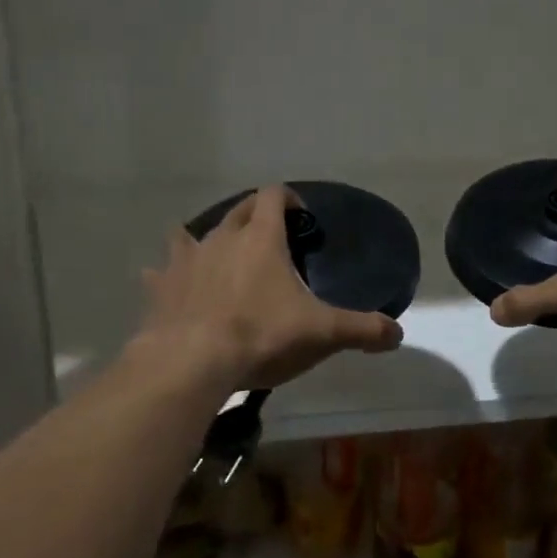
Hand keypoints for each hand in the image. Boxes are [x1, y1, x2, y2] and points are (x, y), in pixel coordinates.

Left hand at [137, 185, 402, 390]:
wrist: (191, 362)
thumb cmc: (261, 335)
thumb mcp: (322, 333)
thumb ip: (362, 330)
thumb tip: (397, 333)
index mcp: (261, 238)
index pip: (273, 195)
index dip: (288, 198)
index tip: (299, 216)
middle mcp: (221, 238)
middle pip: (237, 210)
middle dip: (253, 215)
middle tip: (268, 238)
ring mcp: (186, 260)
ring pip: (191, 234)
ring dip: (205, 240)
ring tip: (216, 257)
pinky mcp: (159, 288)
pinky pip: (161, 273)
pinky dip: (167, 276)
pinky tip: (170, 288)